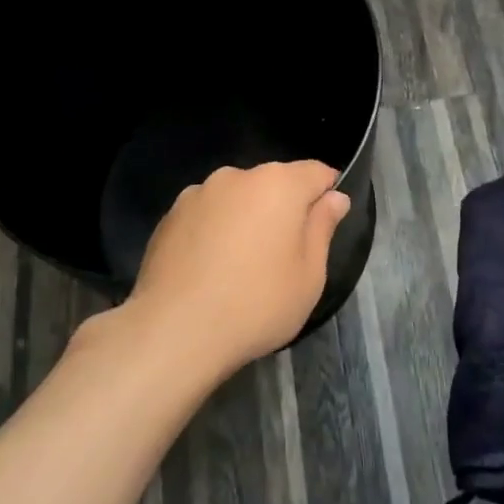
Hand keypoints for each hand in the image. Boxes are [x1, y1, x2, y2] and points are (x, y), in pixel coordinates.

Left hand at [121, 161, 350, 376]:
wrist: (174, 331)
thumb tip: (334, 197)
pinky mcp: (170, 215)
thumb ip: (322, 227)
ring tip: (240, 266)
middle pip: (273, 183)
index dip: (327, 193)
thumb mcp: (309, 275)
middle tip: (283, 256)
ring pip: (237, 198)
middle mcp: (236, 176)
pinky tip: (209, 269)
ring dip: (246, 218)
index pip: (316, 172)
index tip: (325, 225)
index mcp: (278, 184)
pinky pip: (206, 215)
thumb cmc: (256, 304)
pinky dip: (214, 231)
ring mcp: (197, 193)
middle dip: (284, 208)